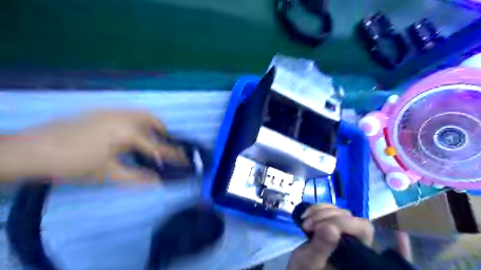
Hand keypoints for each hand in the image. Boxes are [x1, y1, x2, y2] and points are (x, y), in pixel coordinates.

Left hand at [0, 109, 184, 182]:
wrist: (33, 150)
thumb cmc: (74, 165)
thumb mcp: (108, 175)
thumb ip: (137, 178)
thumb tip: (158, 181)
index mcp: (129, 134)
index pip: (159, 147)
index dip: (175, 156)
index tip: (186, 161)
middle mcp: (125, 118)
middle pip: (154, 121)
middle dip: (163, 134)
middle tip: (162, 148)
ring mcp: (113, 112)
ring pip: (142, 114)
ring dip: (150, 126)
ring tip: (146, 140)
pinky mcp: (102, 111)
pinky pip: (129, 113)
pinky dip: (137, 122)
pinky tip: (127, 135)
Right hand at [286, 205, 373, 269]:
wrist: (297, 269)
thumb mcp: (310, 262)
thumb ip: (321, 247)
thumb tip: (331, 227)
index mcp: (357, 255)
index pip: (362, 228)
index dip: (342, 222)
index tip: (317, 227)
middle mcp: (354, 242)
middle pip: (350, 217)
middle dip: (326, 216)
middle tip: (307, 225)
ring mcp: (342, 233)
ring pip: (338, 211)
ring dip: (319, 212)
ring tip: (305, 223)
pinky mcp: (331, 226)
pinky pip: (329, 209)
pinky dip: (316, 209)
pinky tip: (305, 216)